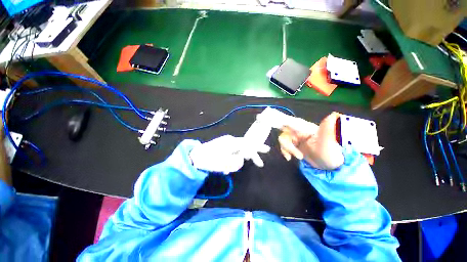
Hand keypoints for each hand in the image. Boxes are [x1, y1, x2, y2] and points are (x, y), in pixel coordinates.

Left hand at [189, 135, 269, 173]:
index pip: (249, 143)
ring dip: (238, 160)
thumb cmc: (209, 160)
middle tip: (259, 163)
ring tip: (229, 170)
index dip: (258, 147)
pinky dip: (232, 159)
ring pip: (238, 151)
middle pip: (245, 146)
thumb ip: (237, 161)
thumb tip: (242, 159)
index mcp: (232, 142)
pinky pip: (231, 152)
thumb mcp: (225, 163)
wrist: (194, 157)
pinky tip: (225, 168)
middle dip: (252, 155)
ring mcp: (226, 143)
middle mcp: (230, 141)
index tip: (267, 150)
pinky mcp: (222, 147)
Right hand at [278, 112, 343, 169]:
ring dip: (287, 149)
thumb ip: (327, 129)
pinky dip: (284, 151)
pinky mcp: (294, 145)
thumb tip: (332, 115)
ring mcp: (296, 138)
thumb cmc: (331, 154)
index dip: (282, 121)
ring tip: (299, 157)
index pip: (291, 122)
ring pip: (283, 139)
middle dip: (287, 144)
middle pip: (284, 132)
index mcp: (306, 127)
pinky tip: (289, 157)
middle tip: (296, 154)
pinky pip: (284, 145)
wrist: (330, 166)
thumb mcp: (329, 143)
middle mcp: (299, 131)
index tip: (272, 122)